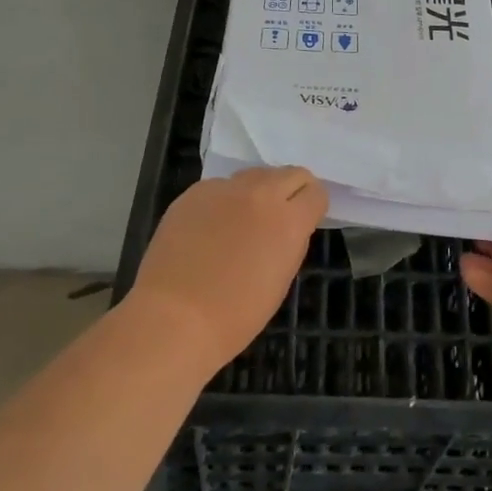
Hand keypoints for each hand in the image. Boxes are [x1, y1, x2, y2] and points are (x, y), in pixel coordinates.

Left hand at [125, 167, 328, 371]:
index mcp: (289, 220)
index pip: (316, 192)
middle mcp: (261, 194)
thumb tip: (286, 226)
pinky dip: (224, 201)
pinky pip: (220, 187)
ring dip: (258, 191)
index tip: (305, 222)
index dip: (313, 207)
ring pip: (255, 174)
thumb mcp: (281, 279)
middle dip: (291, 191)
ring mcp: (225, 189)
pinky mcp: (194, 192)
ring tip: (243, 220)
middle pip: (291, 173)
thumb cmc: (236, 314)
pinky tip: (209, 228)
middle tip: (279, 216)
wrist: (174, 318)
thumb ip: (290, 241)